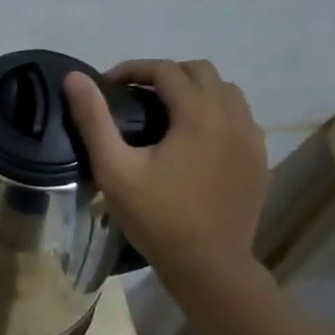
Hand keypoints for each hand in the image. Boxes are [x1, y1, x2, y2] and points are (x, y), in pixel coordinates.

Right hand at [63, 59, 268, 277]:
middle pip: (201, 72)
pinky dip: (216, 115)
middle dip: (166, 75)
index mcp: (198, 113)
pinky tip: (195, 142)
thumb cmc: (157, 217)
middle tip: (135, 96)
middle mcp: (233, 115)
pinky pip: (240, 120)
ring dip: (195, 92)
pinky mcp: (259, 160)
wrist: (208, 264)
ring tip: (166, 115)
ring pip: (226, 93)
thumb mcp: (114, 169)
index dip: (134, 69)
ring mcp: (252, 138)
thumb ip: (94, 119)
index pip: (166, 70)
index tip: (108, 85)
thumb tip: (75, 77)